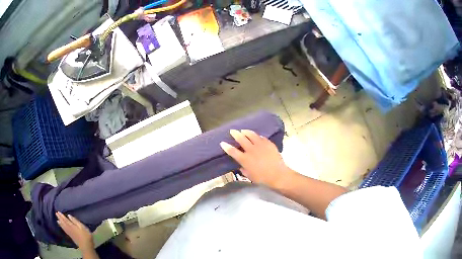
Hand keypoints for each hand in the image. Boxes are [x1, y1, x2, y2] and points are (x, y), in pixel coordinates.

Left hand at [56, 212, 93, 251]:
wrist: (86, 246)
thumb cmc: (86, 236)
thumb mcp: (82, 227)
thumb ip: (75, 221)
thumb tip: (69, 215)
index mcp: (72, 226)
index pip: (65, 220)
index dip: (62, 216)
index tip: (58, 212)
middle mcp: (69, 229)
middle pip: (63, 223)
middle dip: (60, 218)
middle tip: (56, 213)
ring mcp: (70, 233)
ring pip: (63, 227)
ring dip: (60, 223)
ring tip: (57, 219)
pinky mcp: (71, 236)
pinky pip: (65, 230)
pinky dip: (62, 227)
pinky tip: (61, 226)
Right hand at [220, 129, 292, 187]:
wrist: (278, 175)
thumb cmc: (262, 178)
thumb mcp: (250, 176)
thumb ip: (244, 170)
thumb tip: (241, 166)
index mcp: (245, 159)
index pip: (232, 151)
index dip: (226, 146)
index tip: (223, 143)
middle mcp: (251, 150)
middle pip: (241, 139)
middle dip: (235, 134)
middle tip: (232, 131)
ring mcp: (260, 145)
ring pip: (251, 135)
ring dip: (246, 132)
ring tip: (243, 130)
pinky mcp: (268, 144)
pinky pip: (261, 137)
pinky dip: (257, 136)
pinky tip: (257, 136)